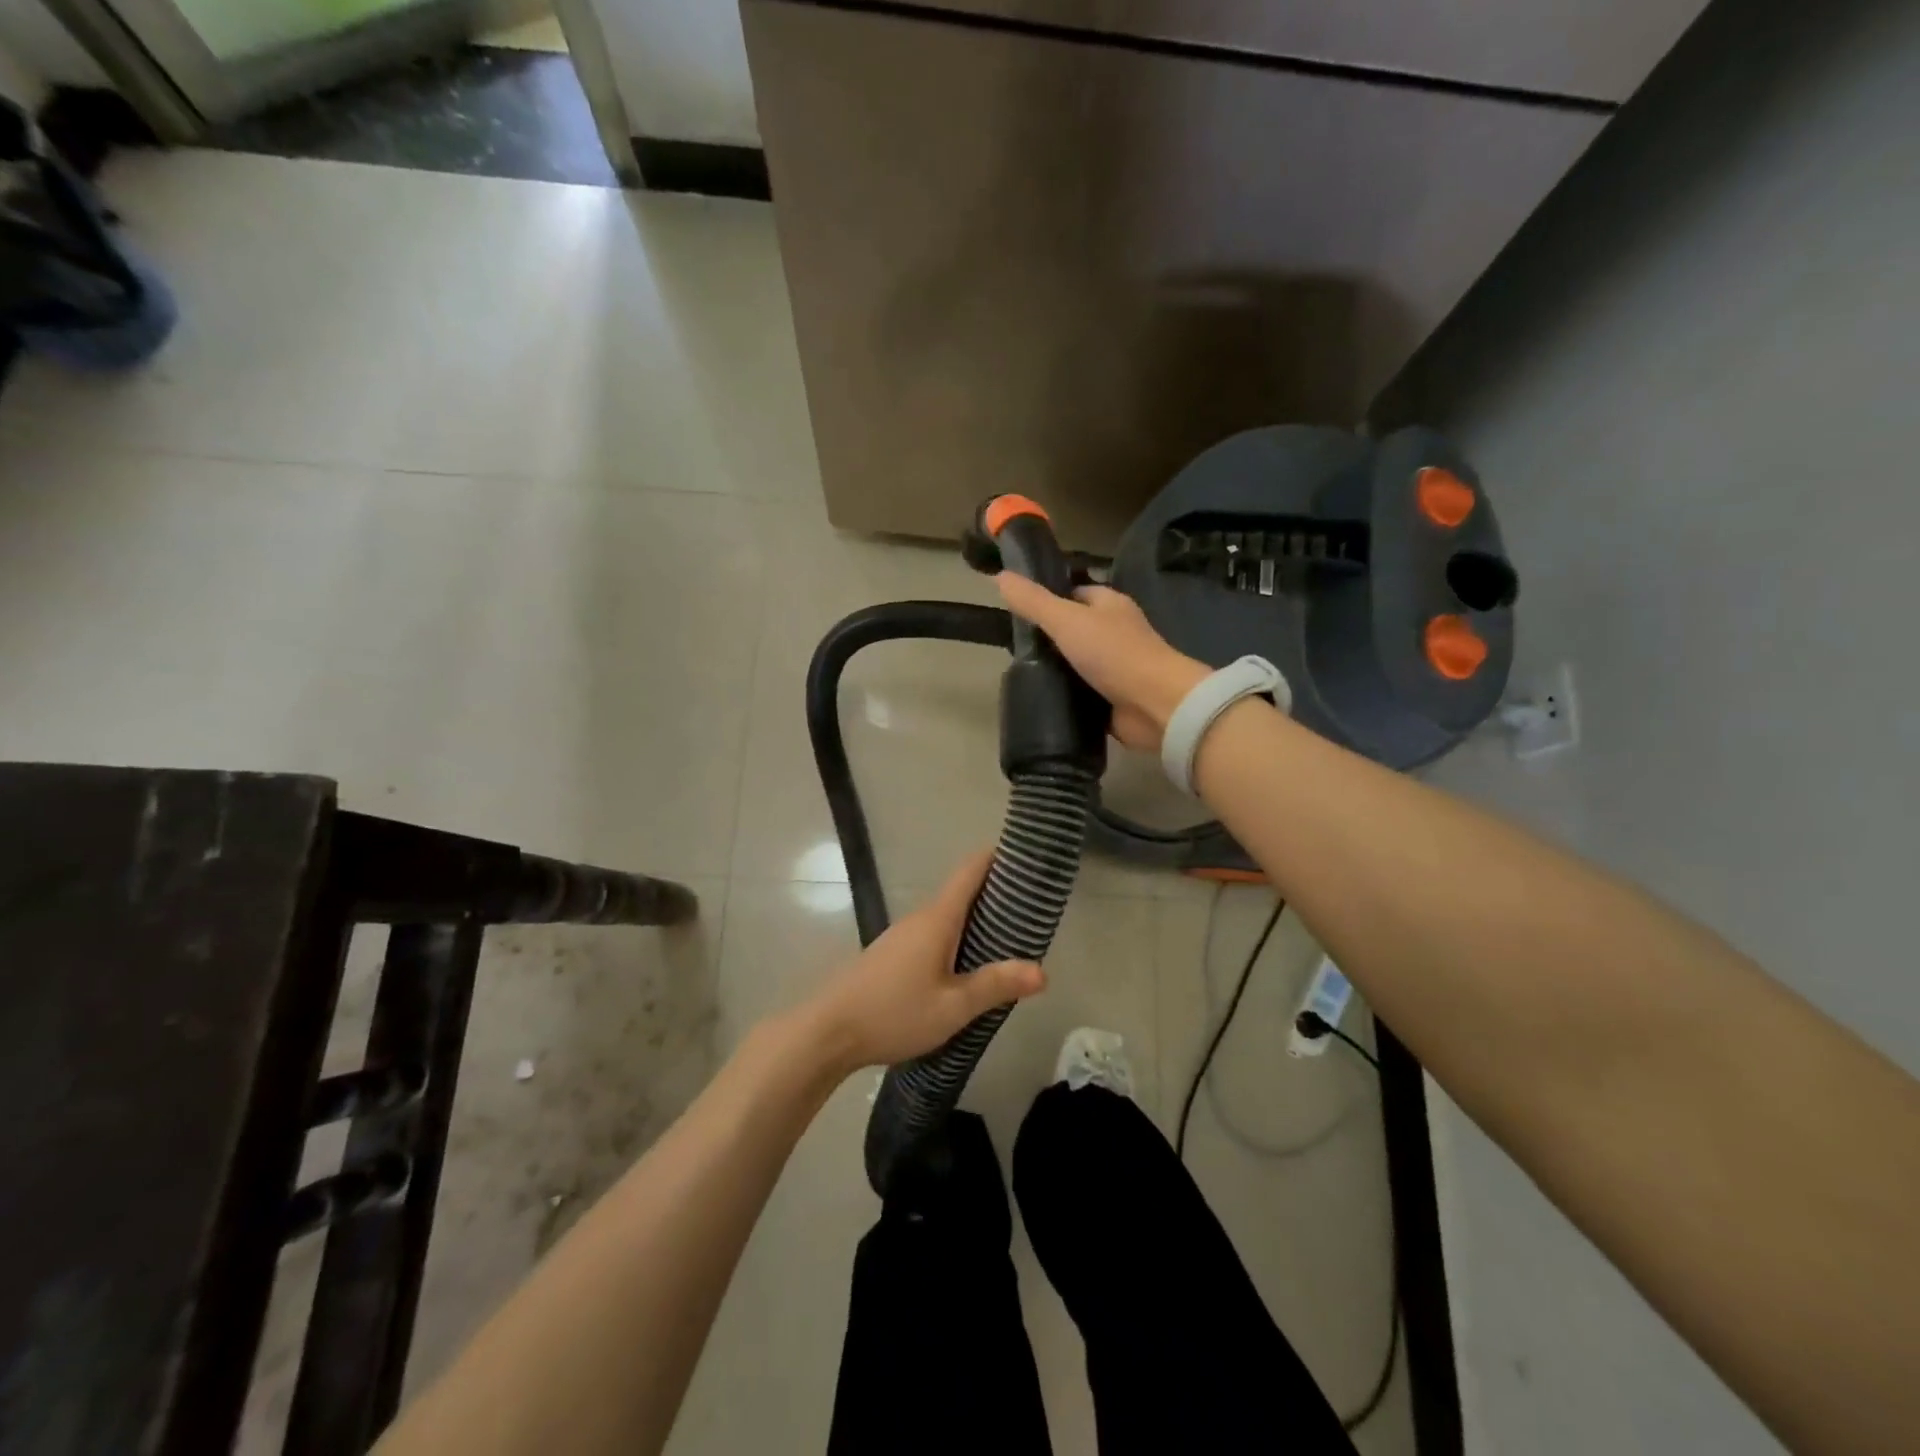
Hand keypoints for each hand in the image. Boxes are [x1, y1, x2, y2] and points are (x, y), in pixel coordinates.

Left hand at [798, 850, 1044, 1074]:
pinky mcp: (891, 955)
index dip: (998, 858)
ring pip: (946, 917)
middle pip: (961, 893)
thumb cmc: (894, 1013)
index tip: (1026, 857)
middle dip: (995, 895)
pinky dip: (955, 939)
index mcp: (937, 919)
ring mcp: (901, 935)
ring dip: (975, 921)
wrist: (827, 1032)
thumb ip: (995, 986)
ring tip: (1007, 940)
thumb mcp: (952, 1007)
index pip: (970, 871)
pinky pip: (932, 935)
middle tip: (1031, 909)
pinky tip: (965, 967)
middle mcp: (919, 918)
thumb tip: (1042, 971)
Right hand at [996, 573, 1209, 751]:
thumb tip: (1000, 576)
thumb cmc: (1114, 653)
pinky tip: (1041, 702)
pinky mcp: (1112, 699)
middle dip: (1047, 640)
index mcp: (1109, 605)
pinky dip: (1065, 698)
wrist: (1155, 705)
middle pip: (1073, 630)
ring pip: (1076, 664)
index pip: (1074, 594)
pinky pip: (1081, 694)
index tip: (1017, 612)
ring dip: (1054, 672)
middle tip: (1012, 650)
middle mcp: (1114, 633)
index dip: (1047, 599)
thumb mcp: (1066, 620)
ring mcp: (1115, 668)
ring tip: (1020, 676)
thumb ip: (1033, 601)